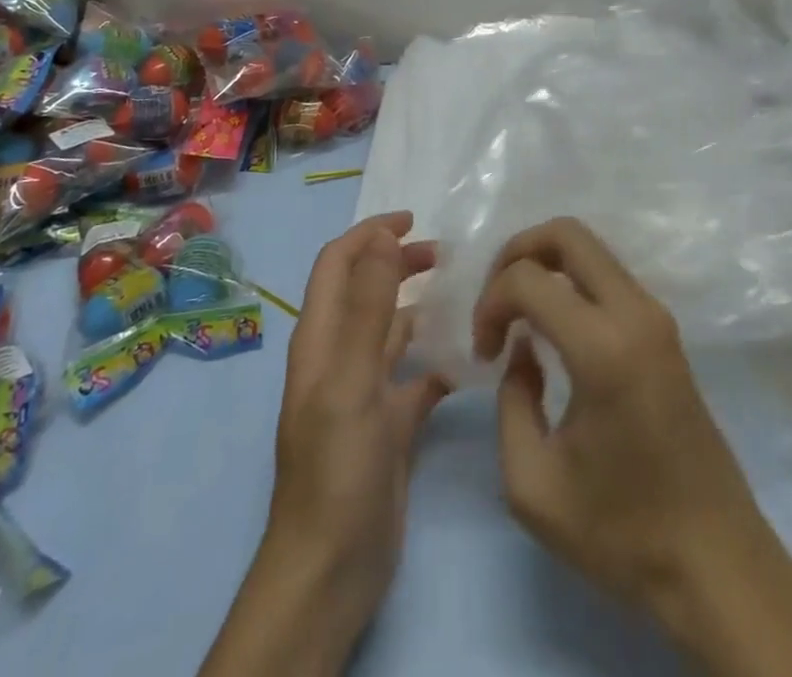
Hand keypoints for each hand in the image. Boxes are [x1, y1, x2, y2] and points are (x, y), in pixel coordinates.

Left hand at [199, 212, 447, 676]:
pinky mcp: (389, 424)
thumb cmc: (337, 467)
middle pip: (366, 289)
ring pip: (392, 330)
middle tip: (445, 254)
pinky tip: (470, 359)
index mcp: (321, 339)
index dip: (369, 234)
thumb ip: (367, 307)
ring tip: (464, 294)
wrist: (331, 571)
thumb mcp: (351, 380)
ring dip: (420, 306)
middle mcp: (340, 356)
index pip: (338, 263)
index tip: (413, 219)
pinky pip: (416, 377)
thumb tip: (382, 236)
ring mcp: (364, 391)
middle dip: (398, 262)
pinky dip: (438, 360)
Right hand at [474, 217, 791, 676]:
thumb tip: (522, 351)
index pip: (528, 278)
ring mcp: (656, 316)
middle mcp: (635, 313)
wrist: (716, 562)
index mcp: (603, 347)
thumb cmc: (623, 532)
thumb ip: (511, 401)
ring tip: (519, 316)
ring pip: (590, 249)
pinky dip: (570, 282)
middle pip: (567, 233)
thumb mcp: (533, 485)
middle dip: (517, 252)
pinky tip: (553, 328)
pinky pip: (608, 276)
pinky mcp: (665, 329)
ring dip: (545, 266)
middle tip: (496, 303)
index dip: (490, 303)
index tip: (484, 354)